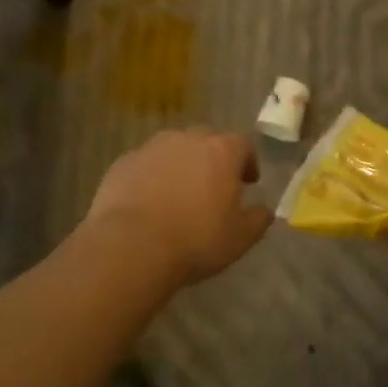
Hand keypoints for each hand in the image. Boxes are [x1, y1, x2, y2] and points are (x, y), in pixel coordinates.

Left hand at [84, 128, 272, 286]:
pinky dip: (152, 177)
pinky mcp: (122, 163)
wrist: (131, 246)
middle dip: (213, 159)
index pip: (243, 145)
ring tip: (179, 194)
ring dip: (181, 165)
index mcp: (221, 151)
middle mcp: (187, 139)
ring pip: (173, 150)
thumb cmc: (196, 240)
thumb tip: (264, 210)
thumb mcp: (240, 238)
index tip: (248, 182)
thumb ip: (258, 219)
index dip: (247, 163)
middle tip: (214, 186)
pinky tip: (149, 202)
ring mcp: (151, 148)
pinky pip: (145, 165)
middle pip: (206, 141)